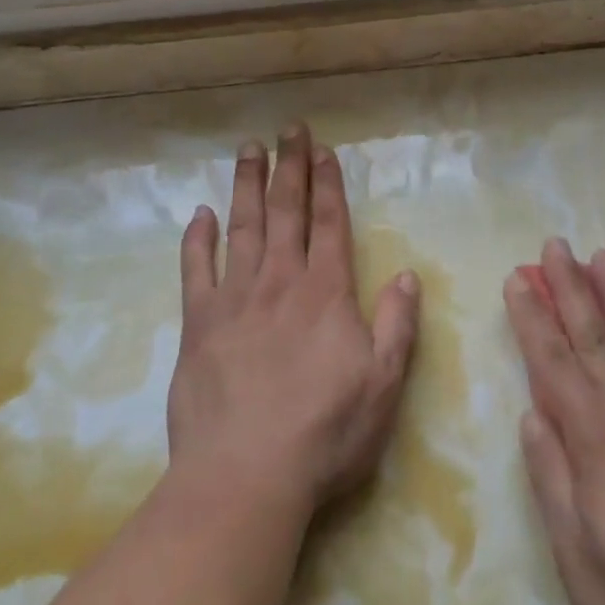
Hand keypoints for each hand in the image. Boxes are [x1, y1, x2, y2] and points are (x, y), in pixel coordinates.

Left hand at [166, 124, 420, 518]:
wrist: (244, 476)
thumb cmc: (324, 433)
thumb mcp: (383, 385)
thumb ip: (397, 325)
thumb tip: (408, 274)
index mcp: (325, 293)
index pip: (328, 223)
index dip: (327, 183)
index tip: (323, 150)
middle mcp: (280, 282)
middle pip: (286, 211)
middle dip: (290, 166)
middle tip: (288, 128)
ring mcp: (235, 299)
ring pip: (243, 227)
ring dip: (247, 185)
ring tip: (249, 149)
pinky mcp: (198, 323)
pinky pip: (196, 270)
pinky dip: (198, 239)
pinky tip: (201, 214)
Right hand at [503, 239, 604, 604]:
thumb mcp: (576, 557)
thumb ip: (552, 477)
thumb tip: (532, 414)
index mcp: (596, 440)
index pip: (553, 363)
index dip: (532, 318)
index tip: (518, 279)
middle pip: (595, 337)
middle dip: (571, 288)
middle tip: (555, 245)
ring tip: (604, 259)